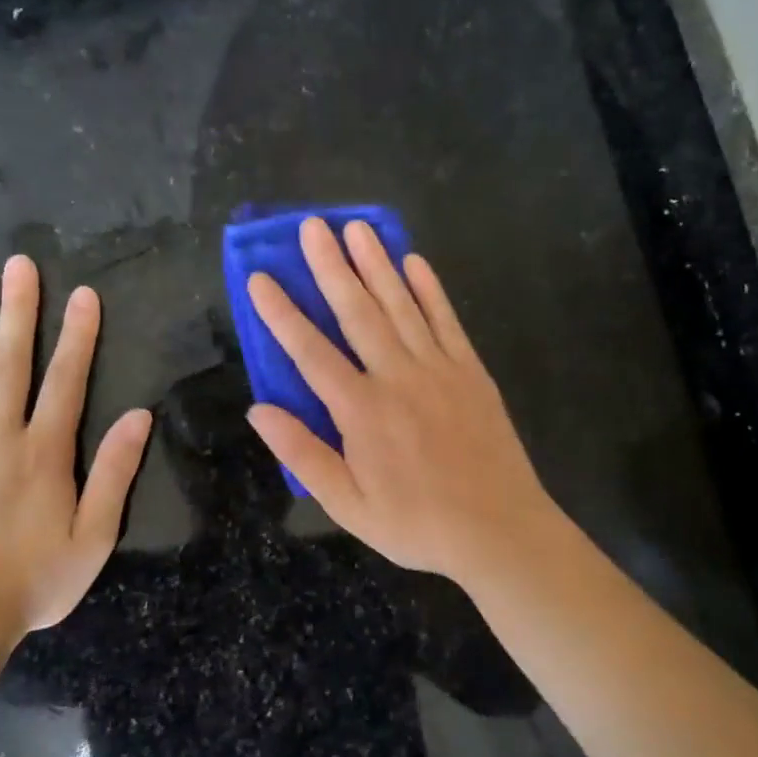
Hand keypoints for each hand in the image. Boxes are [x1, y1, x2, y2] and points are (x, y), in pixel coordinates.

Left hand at [0, 259, 152, 633]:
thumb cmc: (35, 579)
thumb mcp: (95, 535)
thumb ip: (115, 472)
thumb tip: (140, 416)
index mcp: (44, 451)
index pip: (66, 379)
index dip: (78, 334)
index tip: (83, 295)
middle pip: (10, 361)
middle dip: (18, 310)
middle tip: (20, 264)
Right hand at [246, 217, 562, 583]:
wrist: (499, 531)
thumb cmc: (417, 523)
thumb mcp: (347, 505)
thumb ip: (302, 454)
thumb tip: (258, 409)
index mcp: (361, 410)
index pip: (310, 352)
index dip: (282, 314)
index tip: (260, 277)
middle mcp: (397, 377)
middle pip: (357, 312)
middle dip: (331, 267)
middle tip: (313, 226)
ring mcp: (439, 369)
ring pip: (401, 305)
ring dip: (377, 264)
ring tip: (357, 227)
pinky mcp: (471, 372)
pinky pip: (446, 321)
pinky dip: (430, 290)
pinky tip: (415, 262)